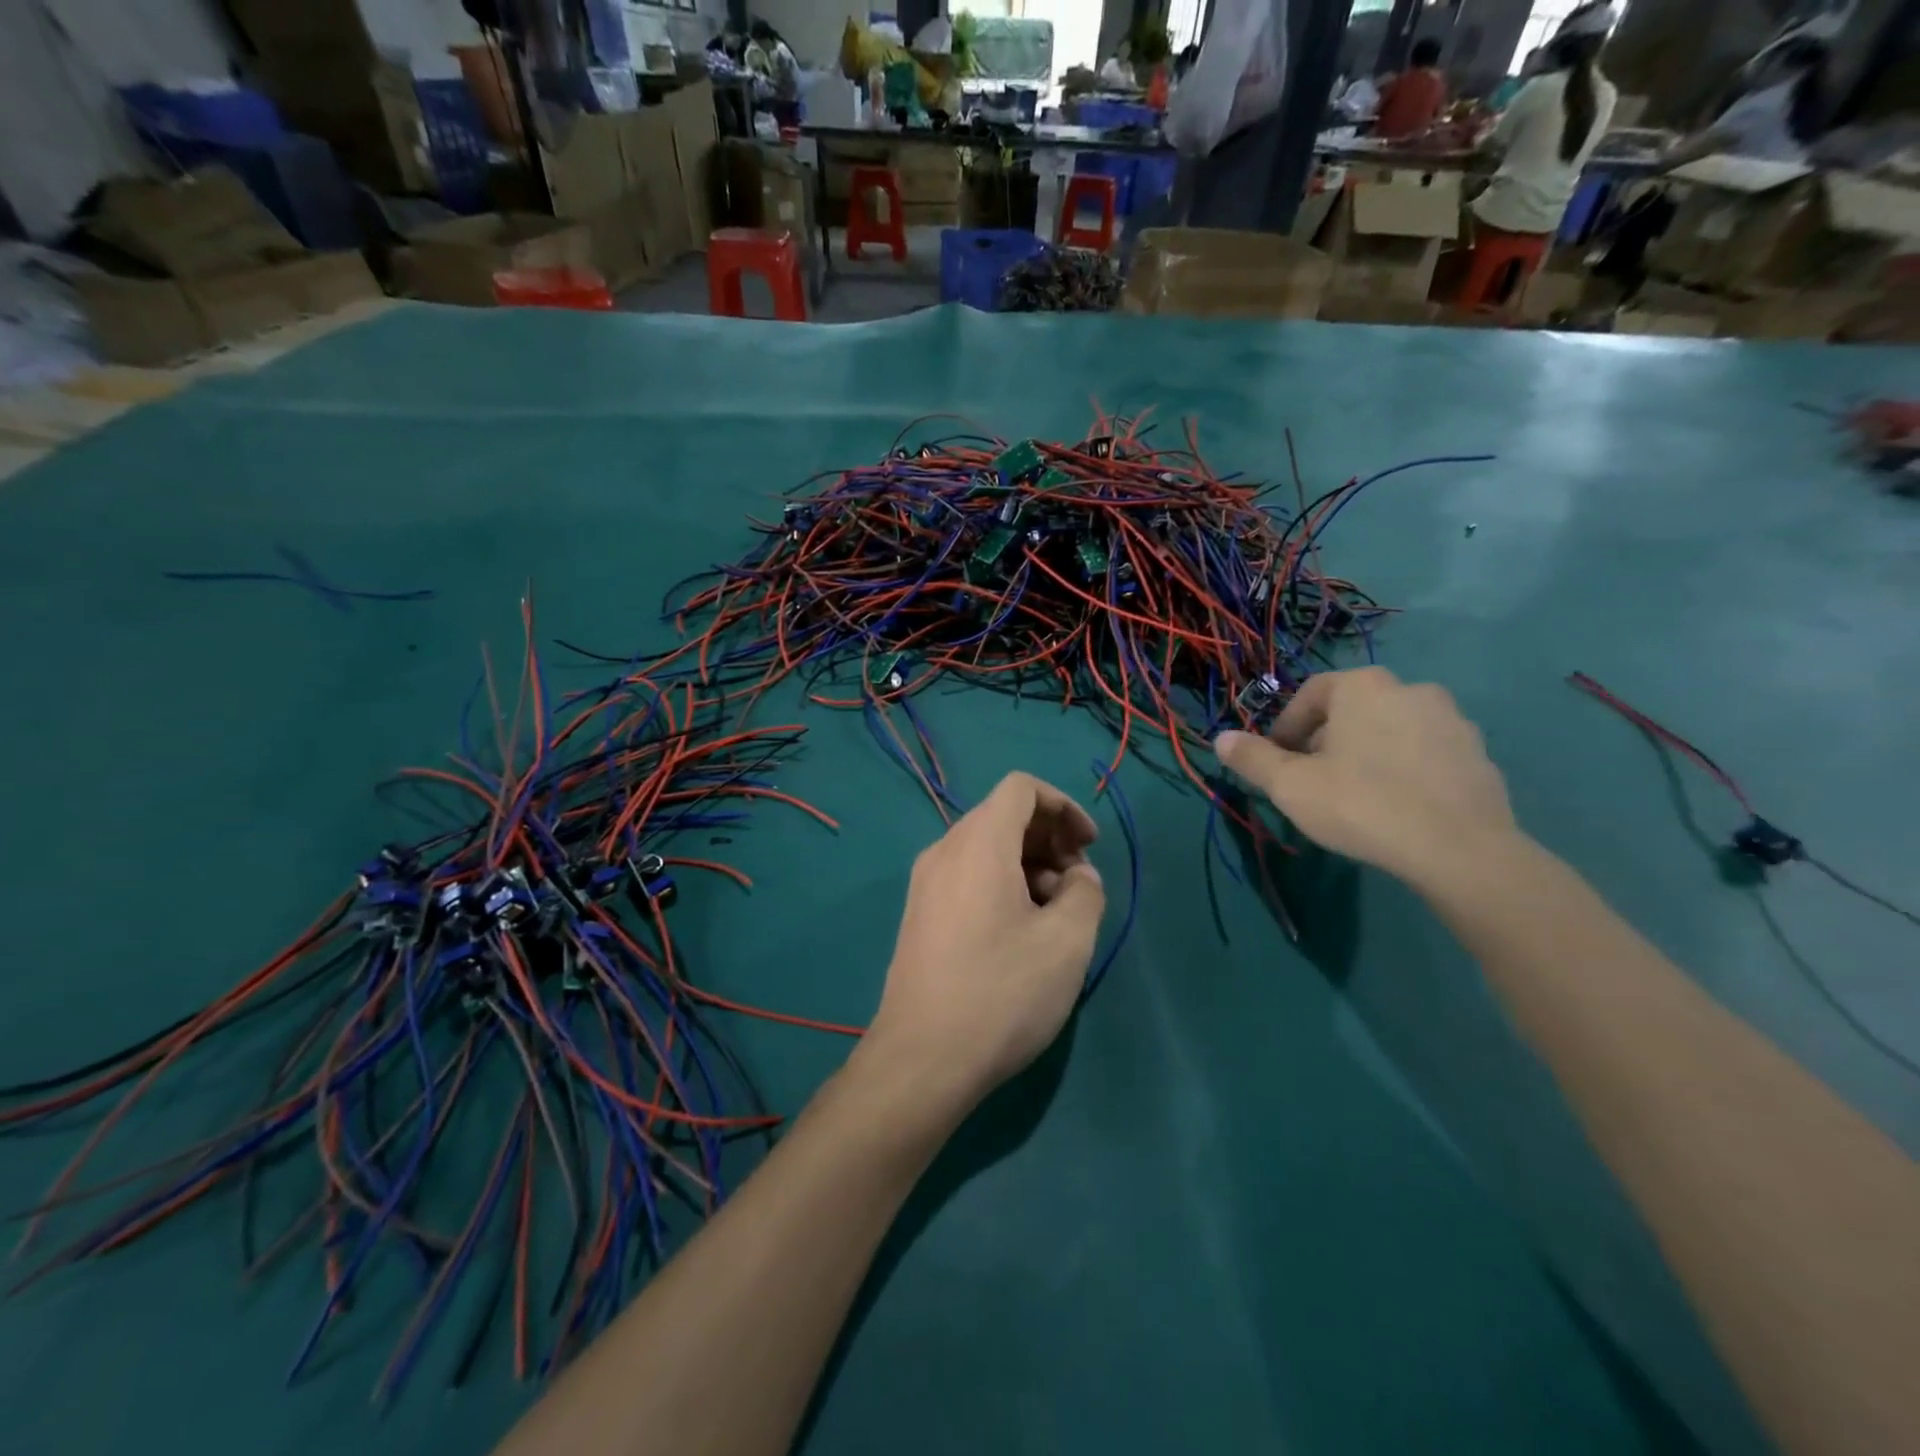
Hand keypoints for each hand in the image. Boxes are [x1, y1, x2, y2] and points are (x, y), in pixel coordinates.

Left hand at [861, 773, 1105, 1117]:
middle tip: (1079, 884)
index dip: (1064, 806)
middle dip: (1050, 838)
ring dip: (1029, 864)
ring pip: (986, 848)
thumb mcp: (1067, 942)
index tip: (1089, 847)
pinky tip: (1022, 932)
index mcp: (978, 844)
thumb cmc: (1001, 992)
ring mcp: (926, 884)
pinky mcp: (920, 914)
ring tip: (1056, 914)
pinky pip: (967, 876)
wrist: (922, 1059)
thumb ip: (1085, 892)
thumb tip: (1076, 878)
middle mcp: (945, 851)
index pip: (1021, 788)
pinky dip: (1002, 883)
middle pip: (1003, 815)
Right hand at [1214, 667, 1516, 884]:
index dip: (1286, 727)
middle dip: (1326, 741)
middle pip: (1352, 710)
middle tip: (1312, 781)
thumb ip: (1252, 758)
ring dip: (1367, 753)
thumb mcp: (1290, 786)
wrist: (1460, 849)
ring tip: (1354, 795)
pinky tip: (1396, 806)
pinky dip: (1405, 770)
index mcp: (1362, 686)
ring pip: (1391, 730)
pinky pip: (1426, 754)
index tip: (1277, 761)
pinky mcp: (1479, 755)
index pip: (1310, 694)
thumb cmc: (1362, 804)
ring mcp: (1453, 720)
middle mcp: (1411, 688)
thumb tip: (1221, 739)